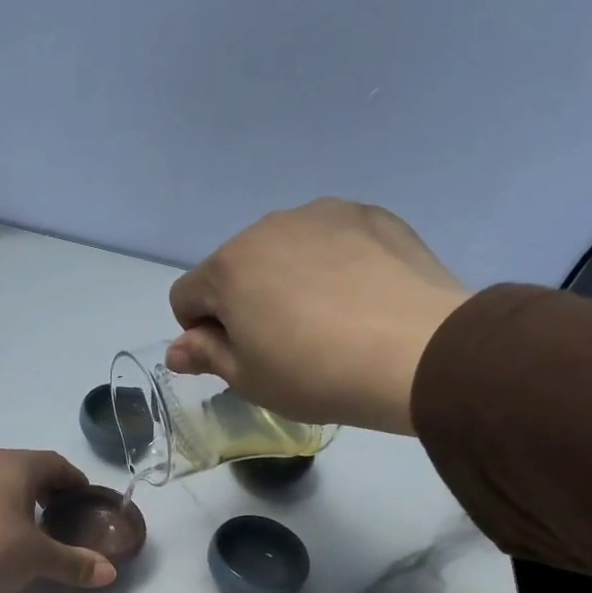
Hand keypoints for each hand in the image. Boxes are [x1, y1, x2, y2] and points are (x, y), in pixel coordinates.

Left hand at [0, 440, 117, 592]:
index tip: (81, 497)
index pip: (53, 462)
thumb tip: (110, 573)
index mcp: (16, 466)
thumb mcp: (38, 559)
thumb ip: (74, 563)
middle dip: (37, 481)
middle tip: (49, 509)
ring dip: (0, 482)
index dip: (72, 479)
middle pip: (18, 461)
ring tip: (9, 513)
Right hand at [167, 198, 471, 435]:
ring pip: (284, 250)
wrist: (415, 352)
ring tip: (325, 322)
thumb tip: (176, 350)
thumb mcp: (248, 378)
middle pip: (235, 268)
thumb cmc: (314, 373)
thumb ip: (206, 355)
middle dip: (243, 302)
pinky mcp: (371, 215)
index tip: (233, 357)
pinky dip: (331, 266)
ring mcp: (324, 214)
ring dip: (286, 280)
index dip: (198, 332)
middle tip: (281, 345)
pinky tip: (358, 300)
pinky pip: (331, 241)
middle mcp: (268, 227)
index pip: (186, 296)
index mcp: (228, 267)